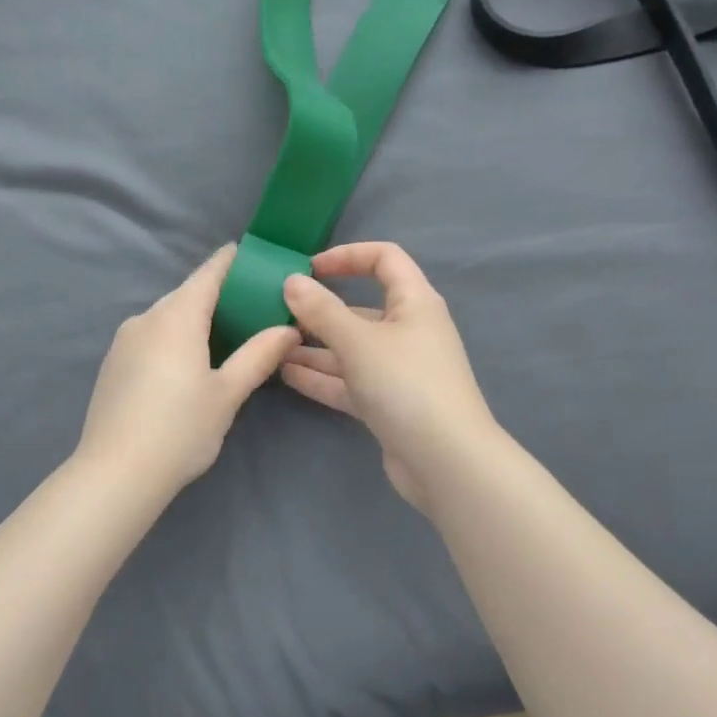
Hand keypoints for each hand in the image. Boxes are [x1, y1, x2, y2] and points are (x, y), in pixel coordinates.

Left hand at [77, 246, 301, 494]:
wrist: (115, 474)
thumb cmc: (180, 429)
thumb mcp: (228, 393)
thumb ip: (259, 355)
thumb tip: (289, 329)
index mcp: (177, 317)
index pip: (208, 274)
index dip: (231, 261)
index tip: (252, 254)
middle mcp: (146, 318)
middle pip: (187, 294)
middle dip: (217, 294)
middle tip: (251, 304)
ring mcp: (123, 340)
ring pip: (166, 317)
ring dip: (194, 318)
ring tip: (225, 335)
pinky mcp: (112, 363)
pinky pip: (150, 336)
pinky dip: (173, 337)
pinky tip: (187, 363)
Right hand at [279, 243, 497, 510]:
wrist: (445, 460)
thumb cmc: (405, 384)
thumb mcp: (358, 341)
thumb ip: (321, 310)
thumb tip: (292, 281)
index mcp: (414, 303)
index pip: (384, 259)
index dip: (347, 256)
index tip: (309, 268)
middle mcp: (409, 331)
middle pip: (361, 310)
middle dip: (320, 310)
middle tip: (277, 314)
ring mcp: (398, 370)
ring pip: (351, 349)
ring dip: (314, 347)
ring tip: (272, 346)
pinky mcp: (388, 403)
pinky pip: (350, 381)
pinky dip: (322, 376)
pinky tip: (286, 374)